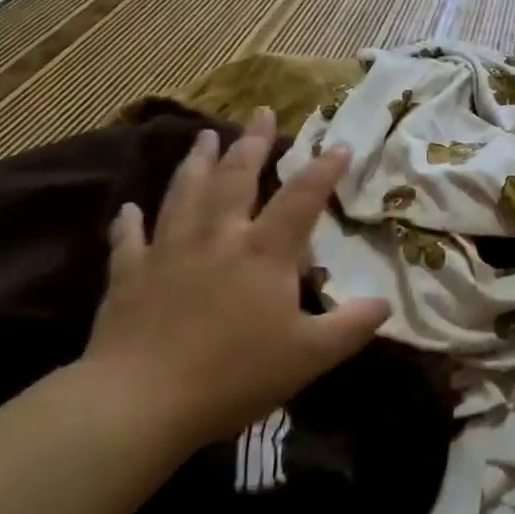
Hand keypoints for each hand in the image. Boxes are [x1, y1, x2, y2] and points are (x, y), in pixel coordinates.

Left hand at [81, 107, 387, 453]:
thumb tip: (385, 304)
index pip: (301, 198)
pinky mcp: (130, 275)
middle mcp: (217, 237)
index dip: (323, 169)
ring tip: (204, 137)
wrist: (141, 402)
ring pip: (184, 193)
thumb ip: (350, 326)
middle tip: (260, 112)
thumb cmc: (234, 375)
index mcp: (263, 251)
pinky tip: (129, 209)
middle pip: (236, 178)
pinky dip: (129, 222)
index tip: (339, 144)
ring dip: (196, 163)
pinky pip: (129, 240)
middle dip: (252, 143)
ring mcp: (169, 251)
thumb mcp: (309, 356)